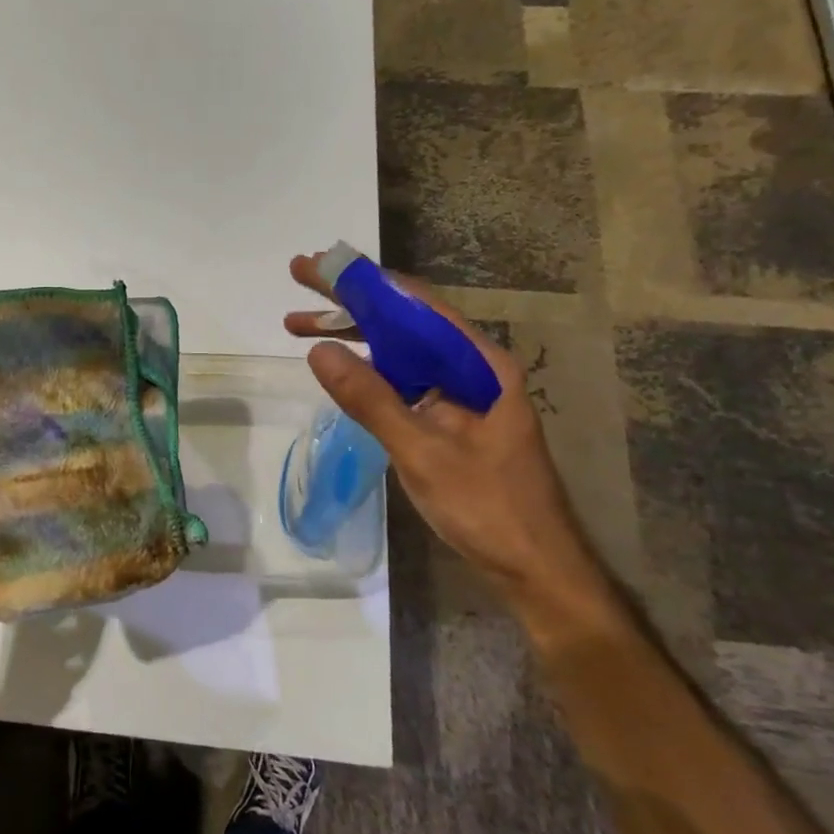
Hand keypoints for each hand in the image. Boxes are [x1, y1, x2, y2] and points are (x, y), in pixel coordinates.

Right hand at [284, 253, 590, 589]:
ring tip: (299, 324)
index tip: (318, 266)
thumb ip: (371, 400)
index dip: (363, 281)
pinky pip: (402, 380)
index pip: (416, 305)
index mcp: (479, 365)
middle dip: (350, 301)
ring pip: (400, 350)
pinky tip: (339, 367)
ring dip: (353, 336)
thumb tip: (318, 350)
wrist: (535, 567)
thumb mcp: (422, 451)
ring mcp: (459, 395)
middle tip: (299, 279)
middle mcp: (471, 369)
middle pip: (404, 321)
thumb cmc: (488, 507)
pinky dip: (367, 369)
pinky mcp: (448, 419)